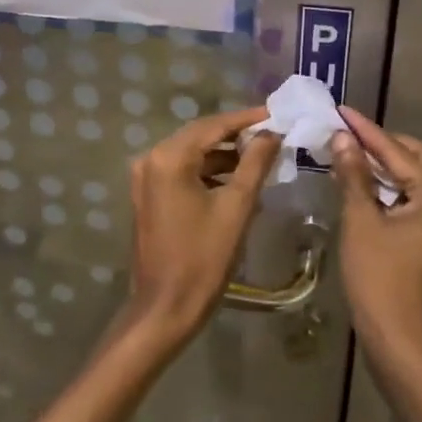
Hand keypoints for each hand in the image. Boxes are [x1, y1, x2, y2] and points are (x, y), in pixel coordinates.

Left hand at [123, 107, 281, 345]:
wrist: (165, 308)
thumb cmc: (203, 258)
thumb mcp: (237, 207)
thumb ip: (255, 164)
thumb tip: (271, 133)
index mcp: (169, 158)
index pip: (213, 126)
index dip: (246, 119)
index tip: (275, 114)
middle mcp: (151, 159)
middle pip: (200, 136)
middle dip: (235, 134)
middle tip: (270, 133)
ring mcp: (146, 178)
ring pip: (191, 154)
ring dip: (223, 155)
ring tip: (260, 157)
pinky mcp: (148, 196)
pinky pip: (182, 172)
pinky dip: (207, 172)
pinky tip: (235, 179)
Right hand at [331, 106, 421, 367]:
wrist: (401, 343)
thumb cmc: (380, 279)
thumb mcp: (361, 222)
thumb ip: (354, 175)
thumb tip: (343, 138)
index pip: (397, 152)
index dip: (366, 131)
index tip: (341, 110)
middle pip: (416, 160)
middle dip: (381, 145)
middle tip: (347, 133)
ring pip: (415, 181)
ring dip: (384, 168)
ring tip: (349, 154)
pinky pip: (414, 201)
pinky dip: (390, 190)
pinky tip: (363, 186)